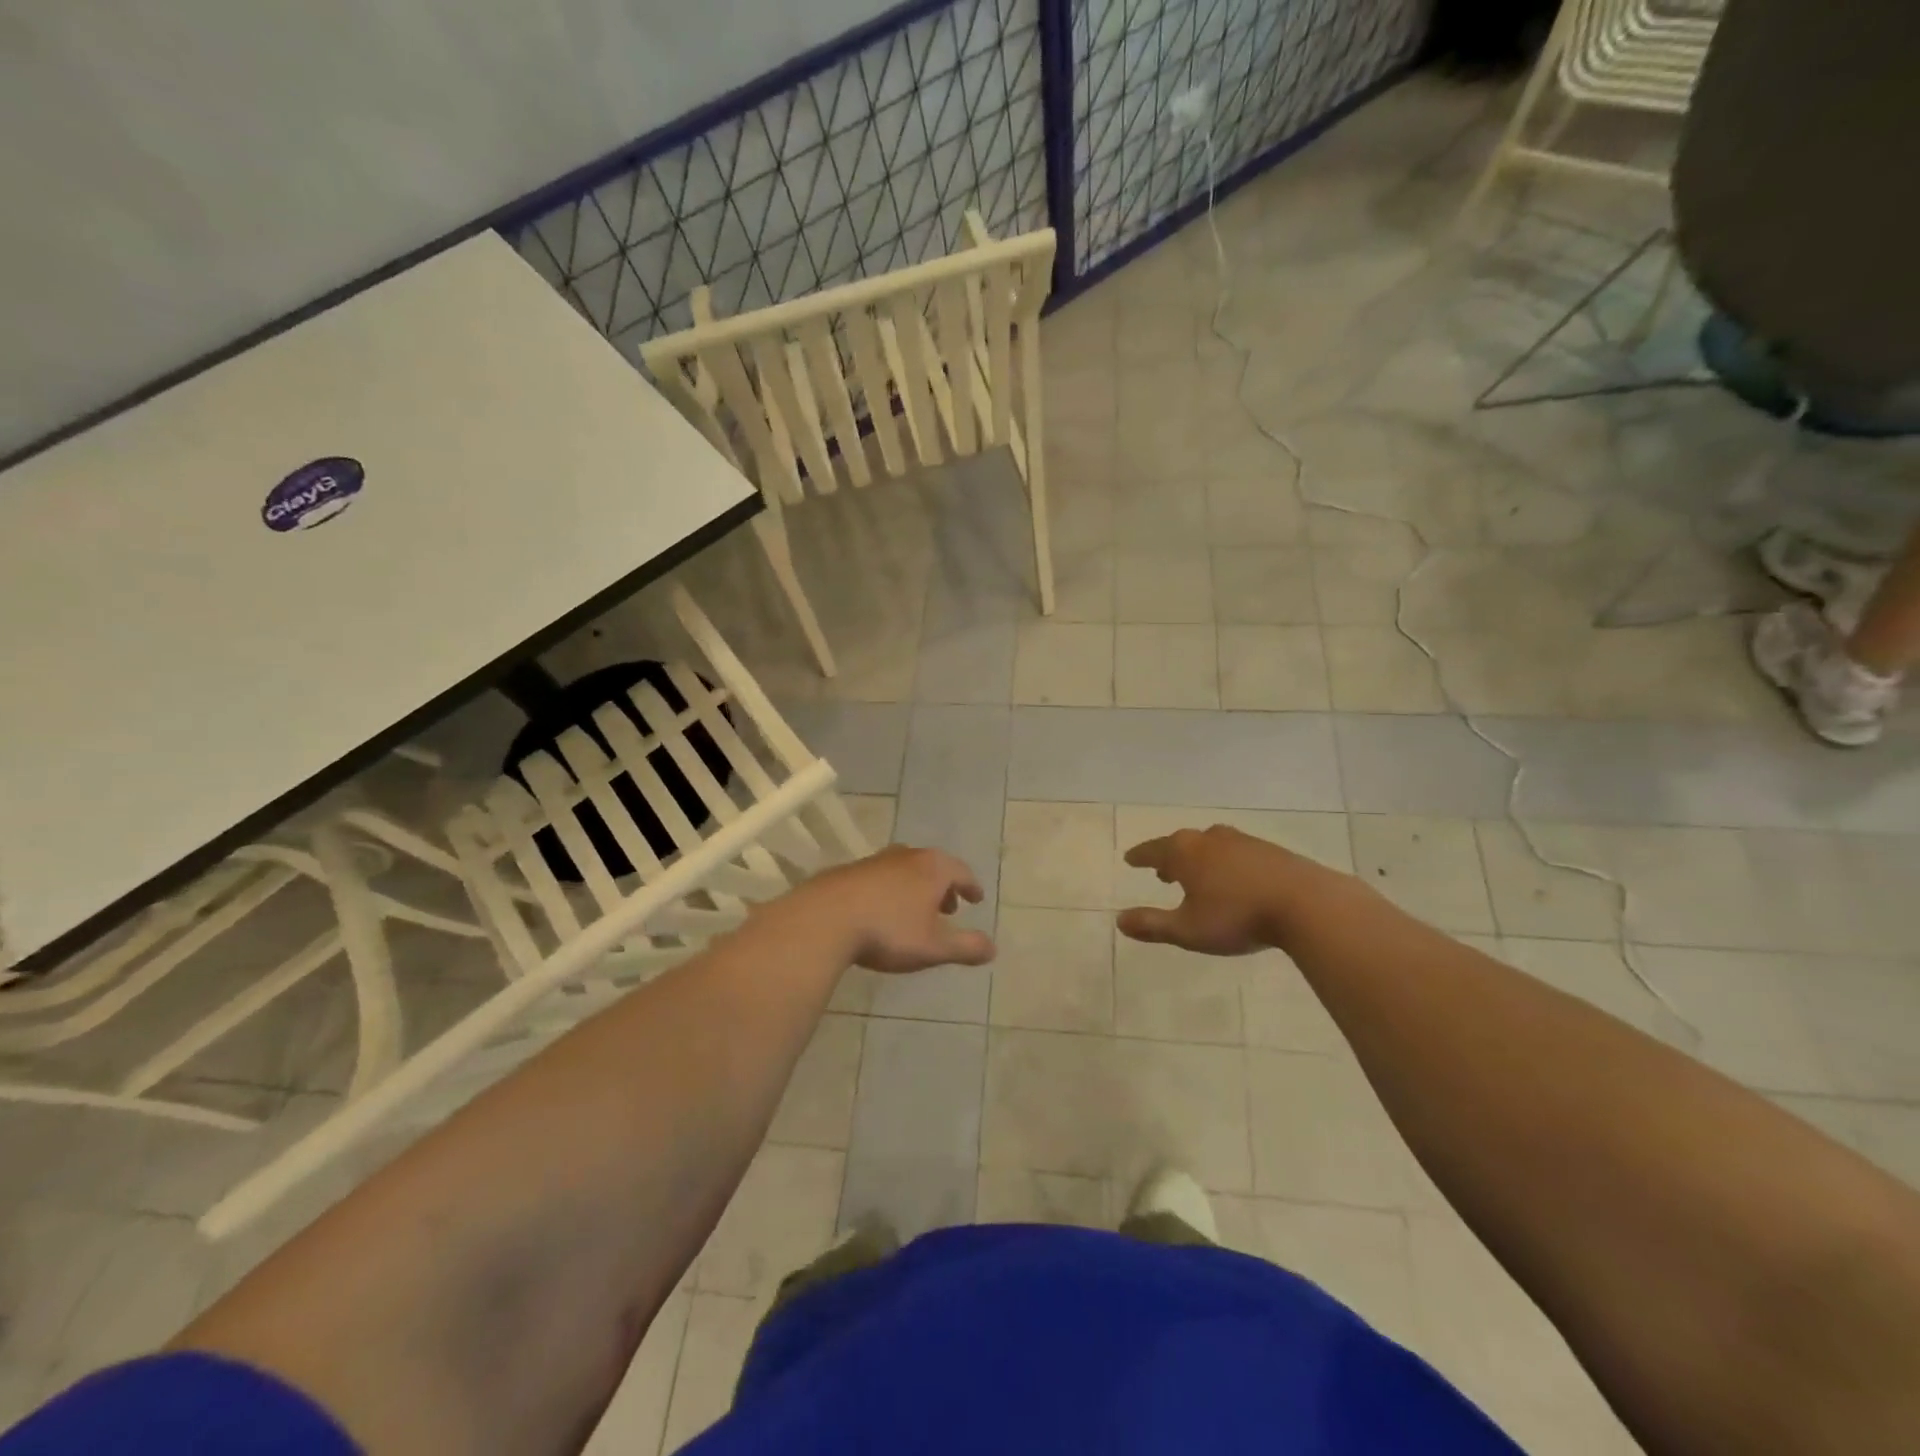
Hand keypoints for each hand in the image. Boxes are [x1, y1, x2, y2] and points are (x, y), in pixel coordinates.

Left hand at [798, 845, 995, 972]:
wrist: (825, 918)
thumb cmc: (889, 931)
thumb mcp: (934, 946)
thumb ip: (966, 947)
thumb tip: (993, 948)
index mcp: (933, 868)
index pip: (961, 872)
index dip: (971, 887)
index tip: (976, 899)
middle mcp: (907, 856)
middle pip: (934, 866)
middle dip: (944, 886)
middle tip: (948, 908)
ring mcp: (876, 860)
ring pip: (906, 870)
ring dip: (916, 888)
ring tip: (916, 910)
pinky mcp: (850, 871)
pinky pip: (881, 877)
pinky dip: (892, 890)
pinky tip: (883, 911)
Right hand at [1118, 826, 1342, 955]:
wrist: (1306, 904)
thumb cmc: (1237, 916)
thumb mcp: (1188, 929)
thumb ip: (1152, 925)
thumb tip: (1119, 920)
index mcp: (1185, 852)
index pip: (1153, 850)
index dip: (1140, 857)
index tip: (1130, 859)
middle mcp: (1210, 839)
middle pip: (1181, 844)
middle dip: (1169, 857)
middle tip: (1162, 871)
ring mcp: (1242, 842)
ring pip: (1210, 845)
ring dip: (1199, 858)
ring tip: (1198, 875)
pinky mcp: (1270, 851)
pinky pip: (1236, 852)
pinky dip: (1225, 862)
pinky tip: (1235, 879)